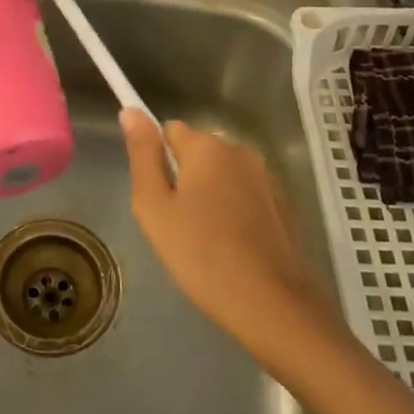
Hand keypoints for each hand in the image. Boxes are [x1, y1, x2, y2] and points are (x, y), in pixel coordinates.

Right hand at [122, 114, 340, 361]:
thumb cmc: (201, 254)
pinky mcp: (283, 203)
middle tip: (176, 224)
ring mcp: (266, 177)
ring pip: (221, 174)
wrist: (271, 303)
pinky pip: (244, 194)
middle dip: (183, 177)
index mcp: (207, 146)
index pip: (169, 130)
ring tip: (203, 240)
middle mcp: (239, 150)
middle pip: (197, 151)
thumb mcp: (154, 206)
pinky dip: (233, 211)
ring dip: (208, 195)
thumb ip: (142, 155)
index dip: (157, 161)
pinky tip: (230, 246)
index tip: (157, 198)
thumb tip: (131, 111)